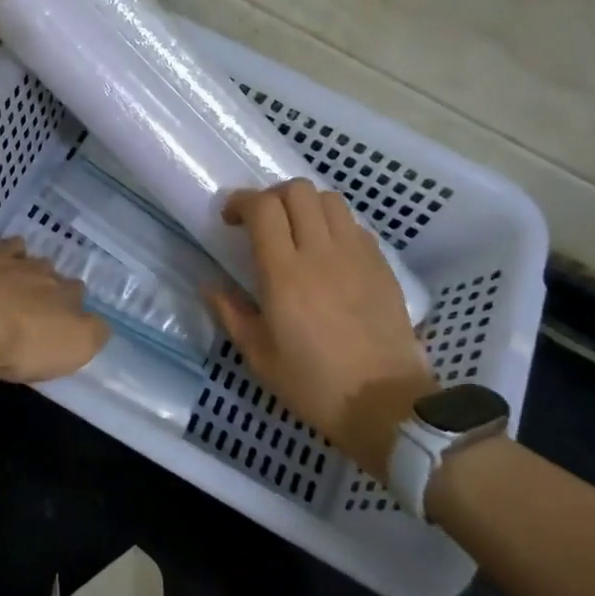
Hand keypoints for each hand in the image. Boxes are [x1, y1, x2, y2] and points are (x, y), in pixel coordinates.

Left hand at [0, 218, 108, 384]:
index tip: (63, 314)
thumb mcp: (73, 348)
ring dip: (9, 252)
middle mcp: (25, 269)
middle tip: (30, 296)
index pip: (73, 290)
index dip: (70, 300)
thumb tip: (97, 323)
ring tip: (3, 263)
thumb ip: (91, 333)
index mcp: (56, 292)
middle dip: (40, 276)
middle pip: (41, 266)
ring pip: (6, 246)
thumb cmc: (18, 343)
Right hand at [207, 180, 435, 476]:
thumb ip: (231, 313)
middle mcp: (321, 252)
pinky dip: (335, 226)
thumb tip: (210, 286)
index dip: (241, 202)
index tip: (230, 219)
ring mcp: (357, 255)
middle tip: (262, 222)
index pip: (263, 208)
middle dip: (273, 196)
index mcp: (284, 273)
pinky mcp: (382, 266)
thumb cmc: (314, 384)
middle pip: (298, 190)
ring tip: (297, 231)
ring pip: (330, 199)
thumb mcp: (259, 356)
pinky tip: (329, 253)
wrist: (385, 405)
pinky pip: (355, 225)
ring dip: (306, 205)